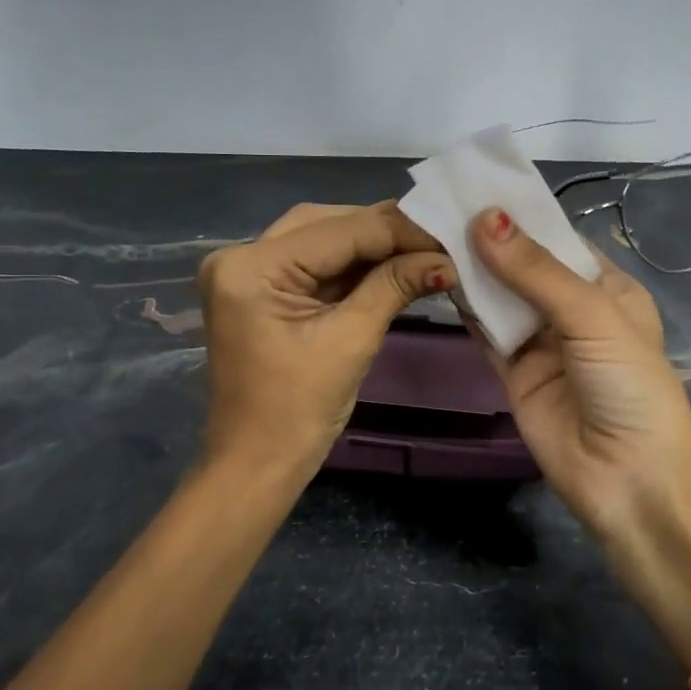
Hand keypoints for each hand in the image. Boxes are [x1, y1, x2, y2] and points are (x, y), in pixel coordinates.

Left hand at [196, 201, 452, 480]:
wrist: (257, 465)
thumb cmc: (298, 412)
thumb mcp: (351, 341)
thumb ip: (394, 286)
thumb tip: (445, 258)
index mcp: (252, 268)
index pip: (339, 231)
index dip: (399, 230)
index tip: (450, 231)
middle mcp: (240, 256)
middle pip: (326, 224)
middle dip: (384, 230)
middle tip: (438, 238)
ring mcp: (247, 273)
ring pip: (321, 238)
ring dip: (370, 244)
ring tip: (423, 249)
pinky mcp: (260, 290)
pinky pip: (313, 263)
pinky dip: (352, 265)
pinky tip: (392, 264)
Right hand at [465, 208, 690, 534]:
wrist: (628, 477)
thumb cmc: (627, 383)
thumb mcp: (591, 316)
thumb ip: (536, 271)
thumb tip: (485, 218)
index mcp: (606, 289)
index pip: (559, 240)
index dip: (522, 216)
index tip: (476, 187)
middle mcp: (572, 311)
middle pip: (524, 267)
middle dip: (490, 241)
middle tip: (441, 206)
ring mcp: (541, 343)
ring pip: (501, 298)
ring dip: (472, 271)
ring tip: (430, 233)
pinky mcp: (514, 373)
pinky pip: (486, 333)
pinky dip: (465, 310)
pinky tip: (437, 280)